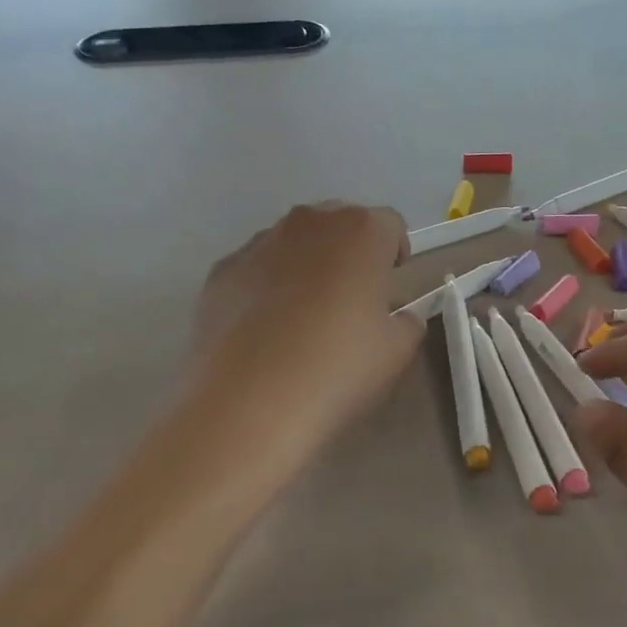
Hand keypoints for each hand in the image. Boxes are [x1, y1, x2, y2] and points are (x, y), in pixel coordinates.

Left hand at [190, 202, 420, 445]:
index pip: (390, 225)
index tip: (389, 289)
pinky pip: (255, 268)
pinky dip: (265, 286)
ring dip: (305, 266)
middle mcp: (308, 223)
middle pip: (338, 224)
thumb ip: (406, 322)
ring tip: (302, 319)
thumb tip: (396, 316)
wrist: (248, 403)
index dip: (394, 255)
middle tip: (350, 301)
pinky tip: (264, 331)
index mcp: (360, 231)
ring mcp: (258, 243)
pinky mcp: (220, 271)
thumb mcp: (397, 351)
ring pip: (293, 243)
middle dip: (349, 253)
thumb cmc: (338, 369)